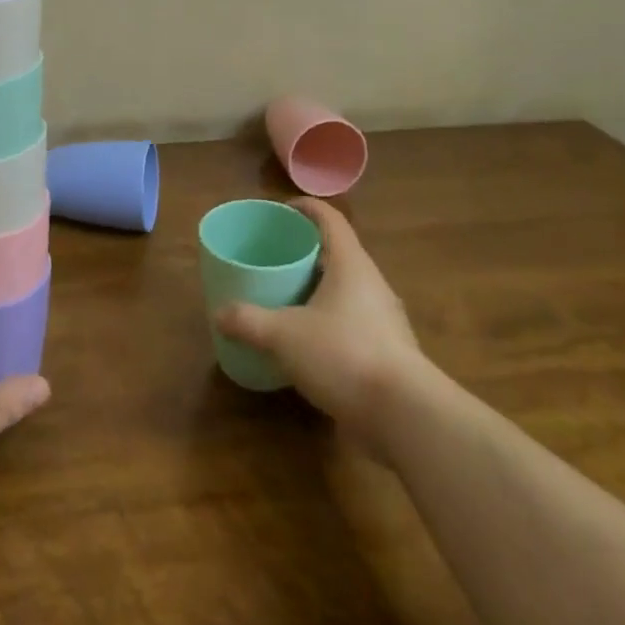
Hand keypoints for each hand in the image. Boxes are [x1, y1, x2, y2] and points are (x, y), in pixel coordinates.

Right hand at [213, 198, 422, 441]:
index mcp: (351, 264)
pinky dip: (329, 323)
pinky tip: (307, 343)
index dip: (306, 208)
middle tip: (275, 257)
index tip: (282, 210)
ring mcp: (384, 319)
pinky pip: (352, 323)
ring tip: (286, 298)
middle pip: (338, 254)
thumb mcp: (284, 336)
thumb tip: (219, 314)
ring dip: (318, 289)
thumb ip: (249, 321)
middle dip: (307, 252)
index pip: (330, 219)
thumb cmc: (343, 354)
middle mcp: (371, 284)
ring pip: (346, 291)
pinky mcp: (387, 352)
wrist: (405, 416)